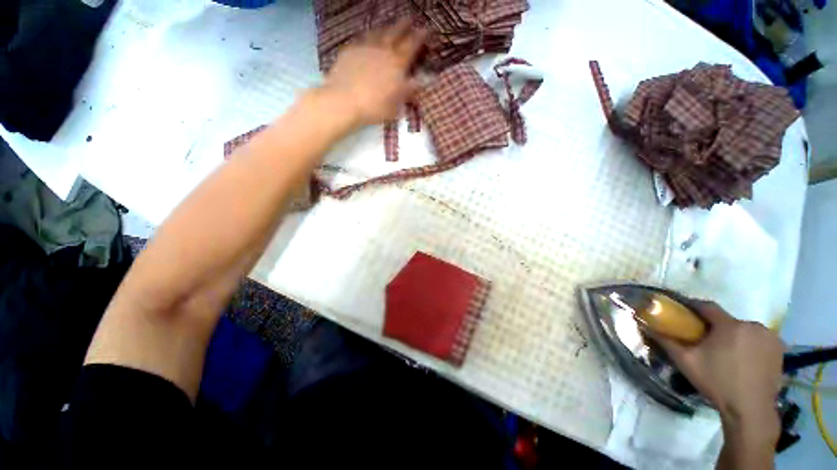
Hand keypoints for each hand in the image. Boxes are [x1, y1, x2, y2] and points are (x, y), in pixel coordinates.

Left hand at [321, 19, 425, 127]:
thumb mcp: (396, 105)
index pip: (412, 46)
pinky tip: (368, 38)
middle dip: (404, 25)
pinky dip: (369, 36)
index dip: (420, 36)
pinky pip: (362, 38)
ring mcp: (365, 48)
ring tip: (390, 26)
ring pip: (378, 33)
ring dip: (386, 28)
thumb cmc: (374, 108)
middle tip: (410, 18)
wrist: (344, 101)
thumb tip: (421, 82)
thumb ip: (408, 91)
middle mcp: (382, 51)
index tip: (427, 28)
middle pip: (395, 33)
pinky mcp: (350, 50)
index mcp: (397, 64)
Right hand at [654, 302, 783, 437]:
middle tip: (707, 342)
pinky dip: (751, 344)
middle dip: (717, 328)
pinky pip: (759, 339)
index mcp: (729, 326)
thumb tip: (646, 326)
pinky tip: (745, 359)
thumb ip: (666, 341)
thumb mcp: (686, 362)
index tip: (684, 312)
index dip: (694, 307)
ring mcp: (769, 336)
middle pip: (728, 320)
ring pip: (745, 329)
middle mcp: (752, 325)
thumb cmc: (717, 382)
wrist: (750, 409)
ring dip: (735, 336)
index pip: (708, 307)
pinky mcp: (779, 348)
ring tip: (727, 353)